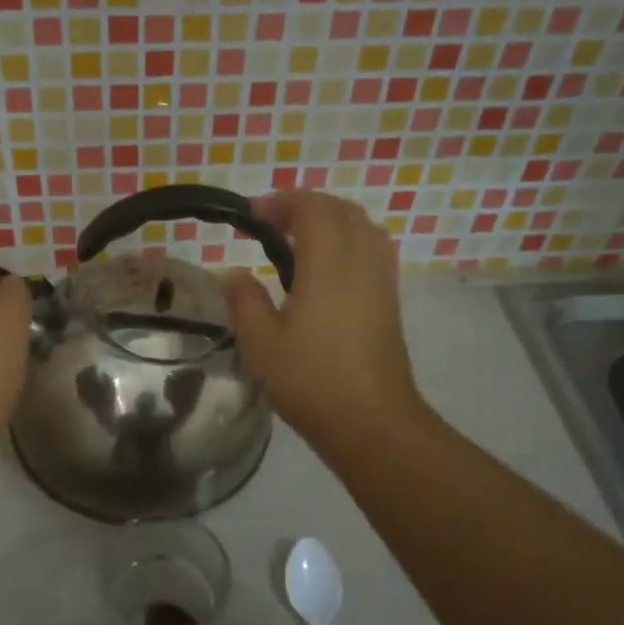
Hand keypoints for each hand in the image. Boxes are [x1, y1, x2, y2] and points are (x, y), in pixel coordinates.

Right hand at [223, 191, 424, 454]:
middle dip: (305, 206)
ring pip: (363, 227)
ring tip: (298, 239)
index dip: (281, 202)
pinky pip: (373, 250)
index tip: (251, 214)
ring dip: (331, 220)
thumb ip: (244, 301)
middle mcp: (361, 261)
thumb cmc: (311, 381)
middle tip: (271, 223)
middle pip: (341, 210)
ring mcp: (381, 281)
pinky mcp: (390, 301)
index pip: (312, 209)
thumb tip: (234, 273)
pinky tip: (326, 268)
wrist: (372, 422)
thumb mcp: (261, 344)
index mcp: (329, 264)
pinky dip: (348, 240)